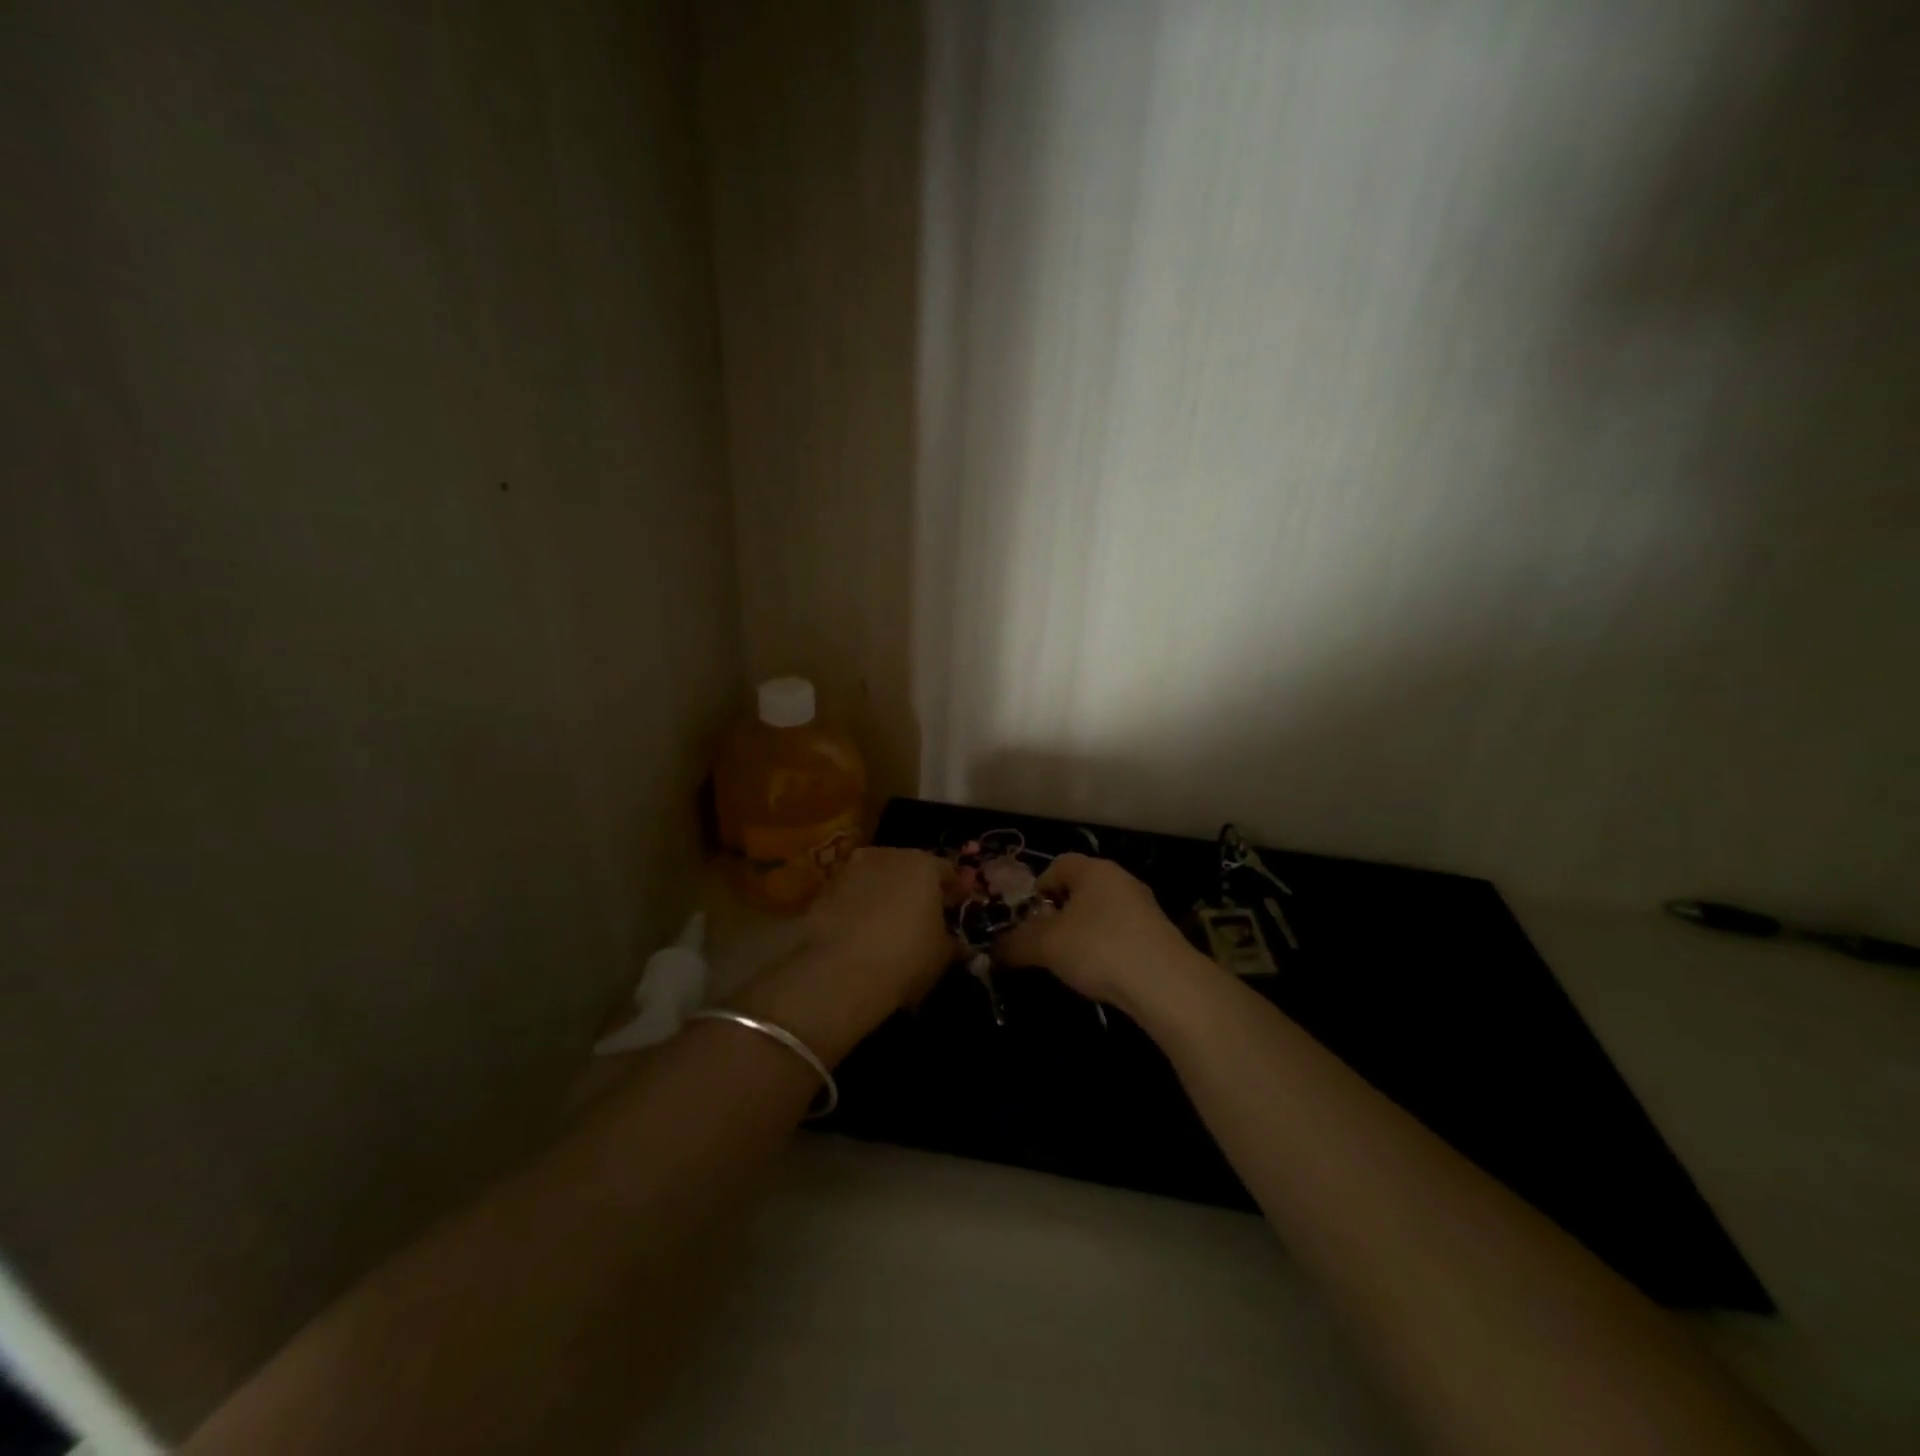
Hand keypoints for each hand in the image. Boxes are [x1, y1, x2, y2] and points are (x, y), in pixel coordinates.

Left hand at [802, 847, 953, 1011]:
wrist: (838, 974)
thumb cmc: (904, 958)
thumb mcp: (942, 956)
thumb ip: (953, 942)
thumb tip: (959, 943)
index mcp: (923, 864)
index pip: (947, 870)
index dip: (954, 891)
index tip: (955, 910)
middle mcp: (886, 855)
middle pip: (908, 868)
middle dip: (916, 889)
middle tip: (921, 918)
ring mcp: (850, 869)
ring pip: (876, 878)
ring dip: (884, 895)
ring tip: (887, 927)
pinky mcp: (823, 889)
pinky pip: (851, 894)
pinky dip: (858, 907)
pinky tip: (859, 934)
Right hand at [995, 853, 1209, 1011]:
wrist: (1165, 984)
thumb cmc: (1098, 948)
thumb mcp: (1045, 946)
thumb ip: (1015, 944)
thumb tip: (992, 948)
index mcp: (1093, 870)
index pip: (1056, 865)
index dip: (1037, 889)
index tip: (1028, 920)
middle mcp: (1120, 879)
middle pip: (1078, 889)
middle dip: (1057, 914)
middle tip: (1044, 943)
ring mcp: (1143, 907)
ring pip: (1099, 913)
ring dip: (1081, 933)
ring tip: (1070, 963)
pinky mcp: (1157, 935)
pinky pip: (1119, 933)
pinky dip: (1105, 948)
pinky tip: (1101, 973)